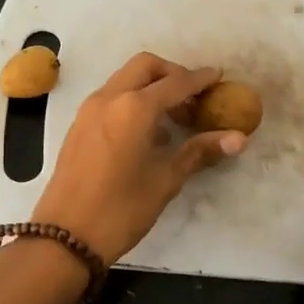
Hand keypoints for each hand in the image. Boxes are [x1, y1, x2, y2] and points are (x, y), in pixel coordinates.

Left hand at [32, 52, 249, 262]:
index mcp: (134, 107)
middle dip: (172, 73)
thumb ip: (200, 151)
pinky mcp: (79, 124)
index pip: (175, 82)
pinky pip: (111, 97)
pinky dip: (132, 100)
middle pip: (146, 67)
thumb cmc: (121, 209)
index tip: (219, 77)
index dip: (200, 79)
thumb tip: (238, 138)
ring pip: (125, 79)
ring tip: (173, 117)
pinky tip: (146, 132)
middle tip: (193, 97)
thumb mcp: (165, 180)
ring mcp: (89, 109)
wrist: (64, 236)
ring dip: (151, 86)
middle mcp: (109, 98)